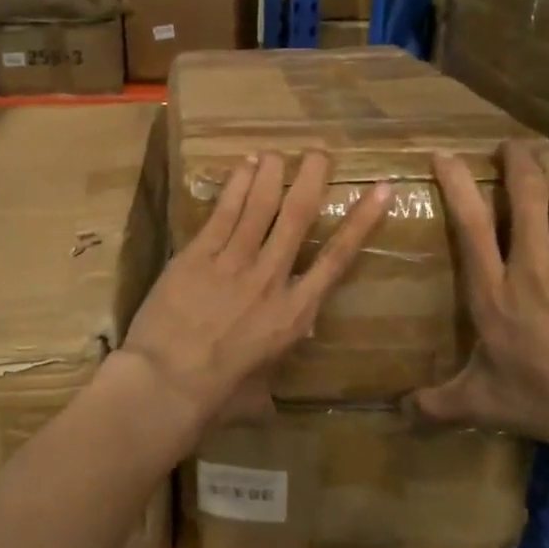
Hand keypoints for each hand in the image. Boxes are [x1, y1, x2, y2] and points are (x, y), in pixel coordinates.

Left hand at [122, 151, 391, 435]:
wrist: (167, 383)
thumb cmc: (216, 394)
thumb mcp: (262, 383)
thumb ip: (277, 358)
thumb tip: (286, 356)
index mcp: (295, 314)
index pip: (338, 258)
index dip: (362, 222)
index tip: (381, 190)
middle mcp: (271, 279)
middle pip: (297, 217)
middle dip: (312, 179)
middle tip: (320, 153)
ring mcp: (233, 263)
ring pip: (260, 206)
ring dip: (272, 174)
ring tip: (279, 153)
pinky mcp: (198, 255)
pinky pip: (223, 213)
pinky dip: (236, 187)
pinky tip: (244, 166)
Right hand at [413, 139, 548, 476]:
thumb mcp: (483, 404)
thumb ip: (437, 404)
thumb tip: (398, 413)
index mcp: (493, 295)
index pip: (471, 225)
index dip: (457, 184)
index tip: (445, 156)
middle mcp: (533, 266)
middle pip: (525, 196)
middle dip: (514, 161)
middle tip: (507, 145)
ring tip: (538, 146)